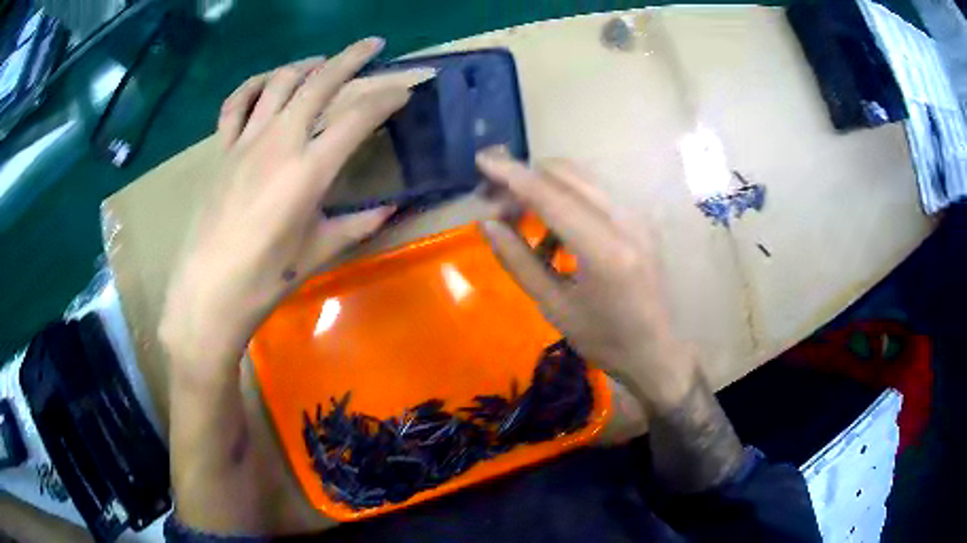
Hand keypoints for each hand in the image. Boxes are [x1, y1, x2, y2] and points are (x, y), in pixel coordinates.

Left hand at [160, 38, 408, 369]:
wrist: (208, 291)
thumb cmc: (266, 279)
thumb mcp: (319, 251)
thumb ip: (359, 224)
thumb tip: (392, 209)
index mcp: (310, 170)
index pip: (359, 116)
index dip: (388, 97)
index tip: (406, 88)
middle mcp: (280, 142)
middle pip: (321, 82)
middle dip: (352, 58)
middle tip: (374, 45)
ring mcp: (246, 141)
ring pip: (279, 82)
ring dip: (306, 64)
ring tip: (323, 62)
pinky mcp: (222, 150)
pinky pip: (235, 104)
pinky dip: (252, 85)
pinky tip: (267, 82)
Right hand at [476, 149, 696, 410]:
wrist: (657, 351)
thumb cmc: (605, 340)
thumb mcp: (554, 307)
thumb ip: (519, 261)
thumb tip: (487, 224)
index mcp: (605, 250)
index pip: (551, 195)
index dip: (512, 174)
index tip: (481, 160)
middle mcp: (626, 220)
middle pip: (566, 173)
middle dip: (525, 178)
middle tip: (495, 203)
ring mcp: (637, 216)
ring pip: (581, 178)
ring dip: (544, 186)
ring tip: (518, 216)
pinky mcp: (640, 219)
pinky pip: (595, 193)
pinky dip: (565, 199)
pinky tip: (552, 231)